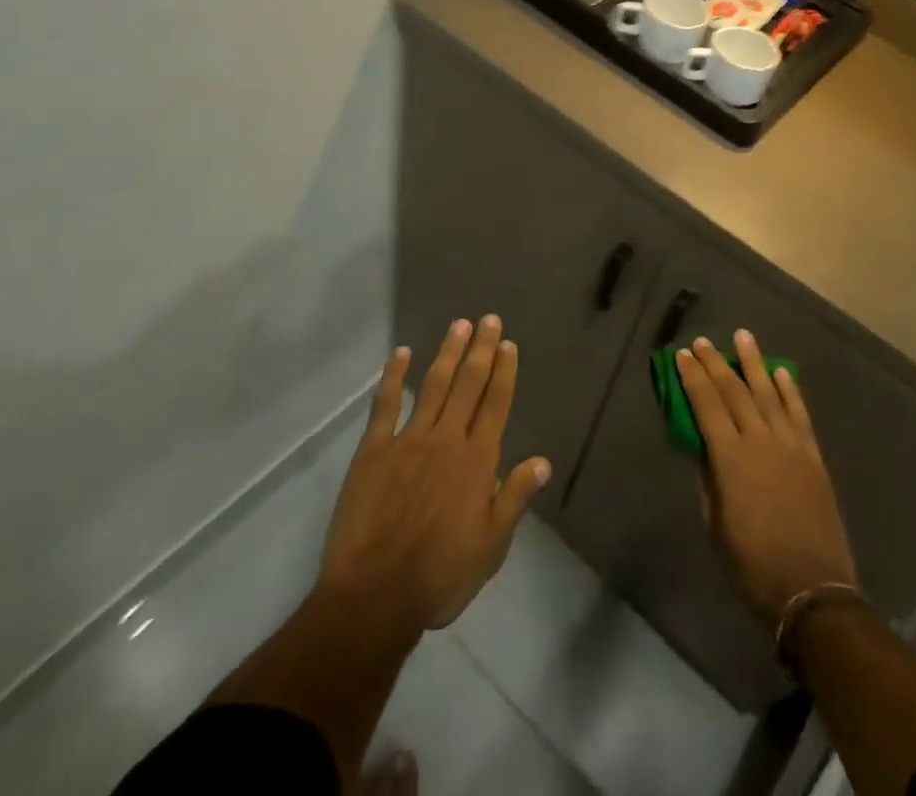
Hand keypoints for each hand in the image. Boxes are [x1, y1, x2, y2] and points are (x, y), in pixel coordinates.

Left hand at [317, 316, 550, 638]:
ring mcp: (408, 441)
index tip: (508, 344)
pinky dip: (393, 378)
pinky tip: (400, 354)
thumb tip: (542, 461)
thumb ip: (514, 499)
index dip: (503, 372)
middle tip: (488, 319)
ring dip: (447, 353)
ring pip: (433, 386)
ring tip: (458, 325)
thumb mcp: (490, 547)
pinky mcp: (373, 451)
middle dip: (481, 350)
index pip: (496, 405)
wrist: (374, 597)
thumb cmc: (439, 577)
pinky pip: (385, 406)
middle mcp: (446, 440)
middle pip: (468, 385)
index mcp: (477, 461)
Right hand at [677, 331, 857, 624]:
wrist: (812, 589)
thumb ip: (708, 478)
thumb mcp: (715, 524)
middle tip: (703, 341)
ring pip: (768, 393)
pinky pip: (799, 414)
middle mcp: (760, 441)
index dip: (692, 379)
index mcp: (730, 459)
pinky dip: (790, 390)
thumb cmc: (752, 564)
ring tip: (743, 336)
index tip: (682, 356)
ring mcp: (790, 445)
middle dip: (716, 364)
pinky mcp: (813, 455)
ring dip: (754, 363)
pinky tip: (781, 372)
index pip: (706, 406)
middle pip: (734, 392)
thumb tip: (700, 445)